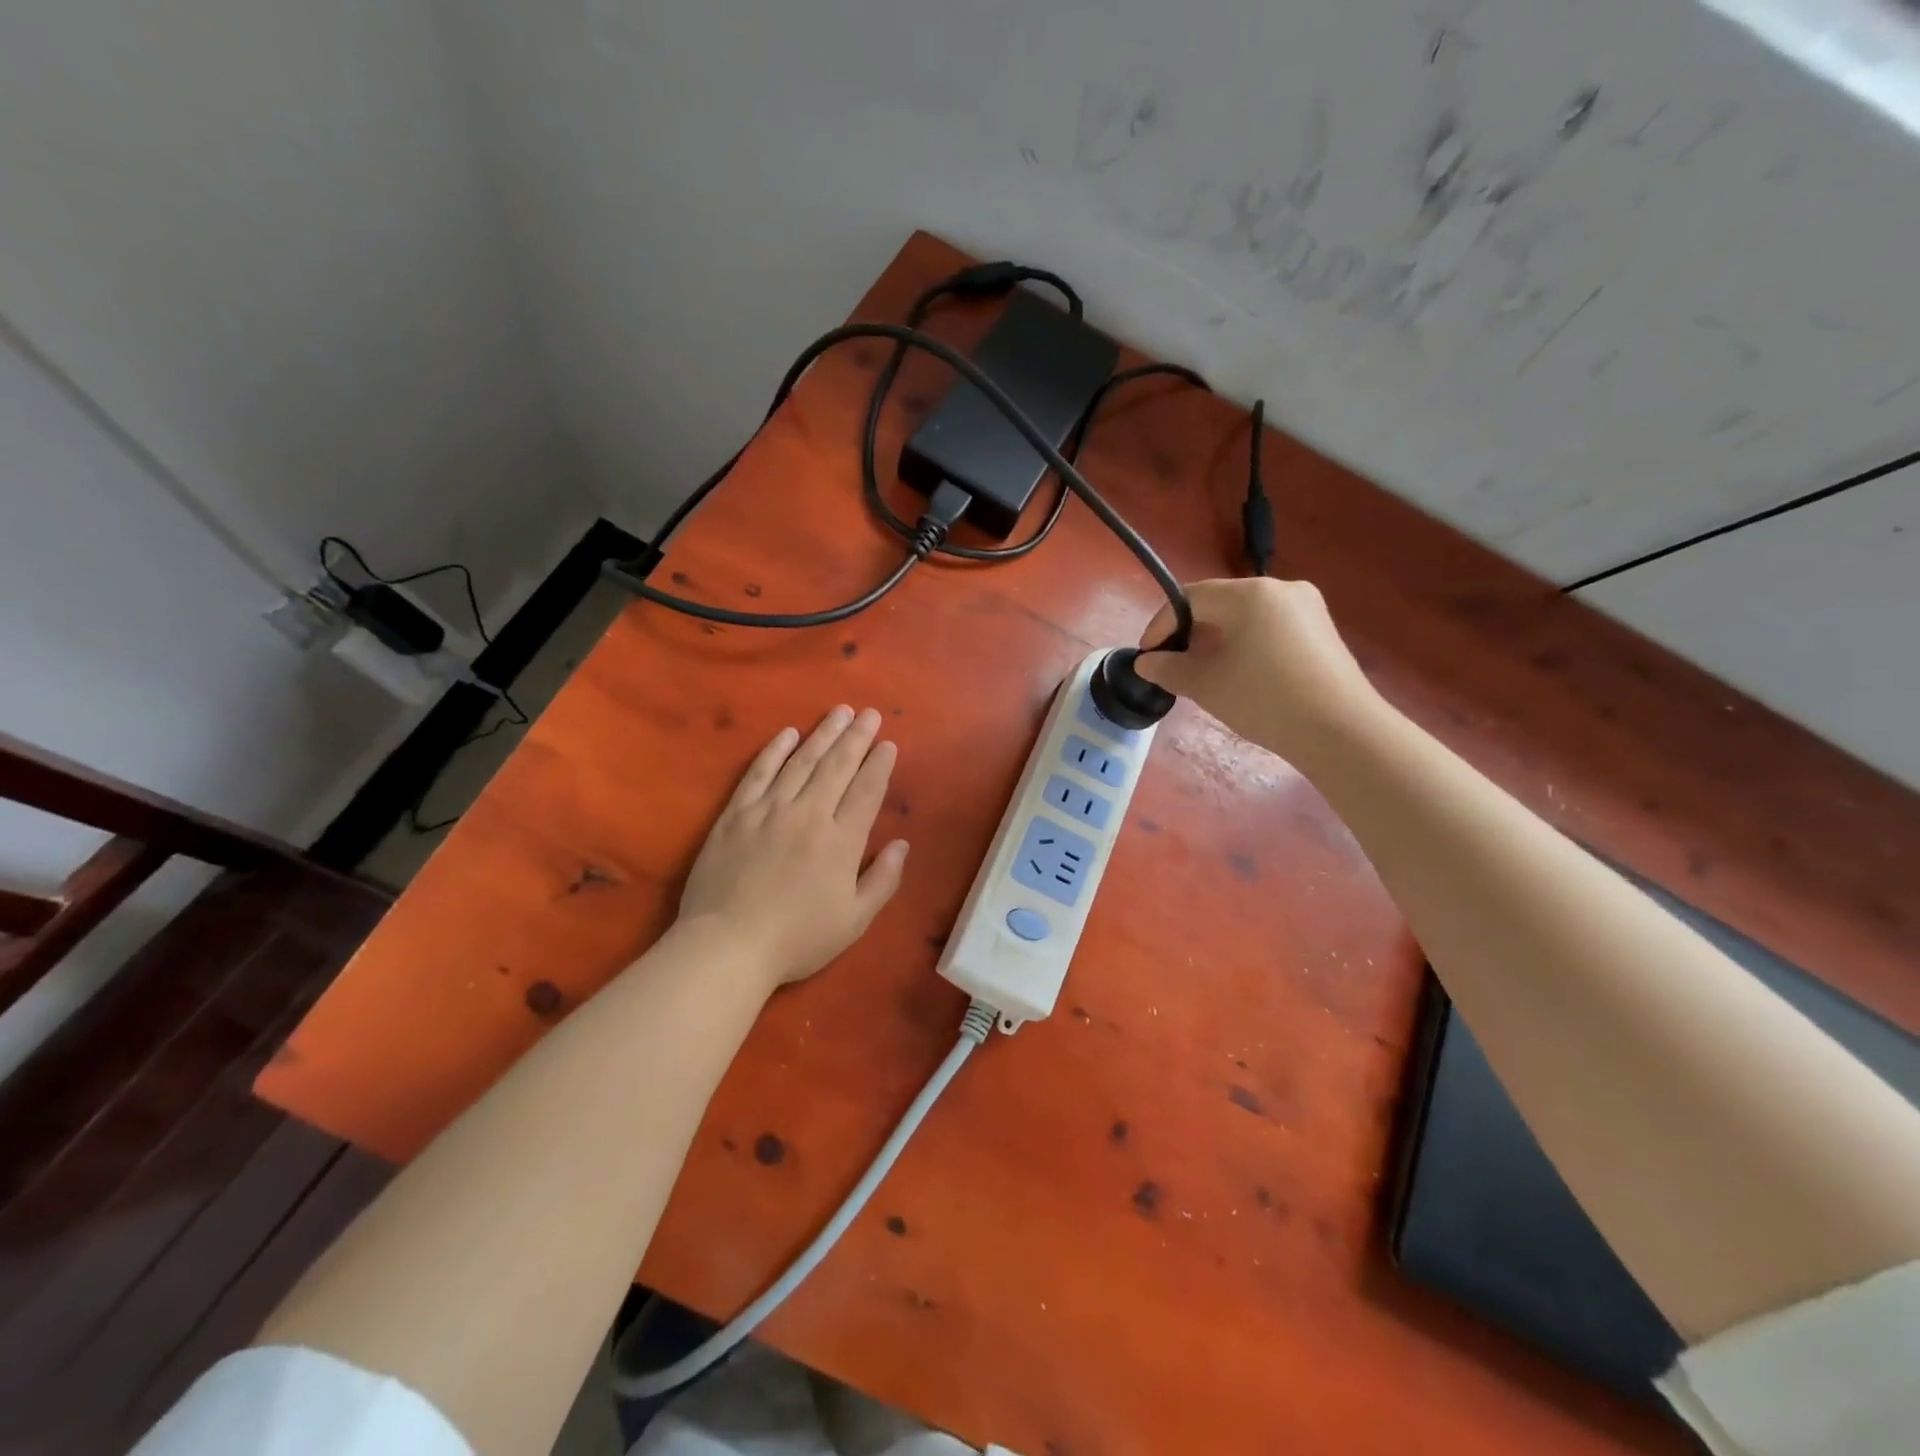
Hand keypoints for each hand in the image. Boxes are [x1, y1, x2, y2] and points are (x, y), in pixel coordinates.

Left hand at [678, 706, 908, 992]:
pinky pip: (758, 773)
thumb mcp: (854, 921)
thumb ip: (883, 880)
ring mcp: (769, 810)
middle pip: (837, 766)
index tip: (887, 743)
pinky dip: (774, 751)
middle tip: (869, 713)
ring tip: (839, 712)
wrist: (728, 946)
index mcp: (841, 841)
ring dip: (822, 734)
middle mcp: (809, 814)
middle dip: (856, 737)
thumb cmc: (797, 939)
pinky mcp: (735, 814)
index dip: (879, 764)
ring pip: (801, 762)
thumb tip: (902, 844)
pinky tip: (787, 734)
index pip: (866, 790)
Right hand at [1133, 578, 1381, 765]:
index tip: (1147, 655)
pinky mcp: (1322, 632)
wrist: (1341, 731)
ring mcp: (1308, 609)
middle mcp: (1281, 589)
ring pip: (1247, 616)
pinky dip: (1246, 645)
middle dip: (1190, 632)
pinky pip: (1271, 629)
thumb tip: (1146, 663)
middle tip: (1172, 664)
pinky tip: (1240, 675)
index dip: (1162, 624)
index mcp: (1250, 594)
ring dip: (1217, 639)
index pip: (1191, 598)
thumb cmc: (1264, 700)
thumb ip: (1169, 669)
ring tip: (1202, 672)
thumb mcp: (1207, 685)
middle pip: (1220, 603)